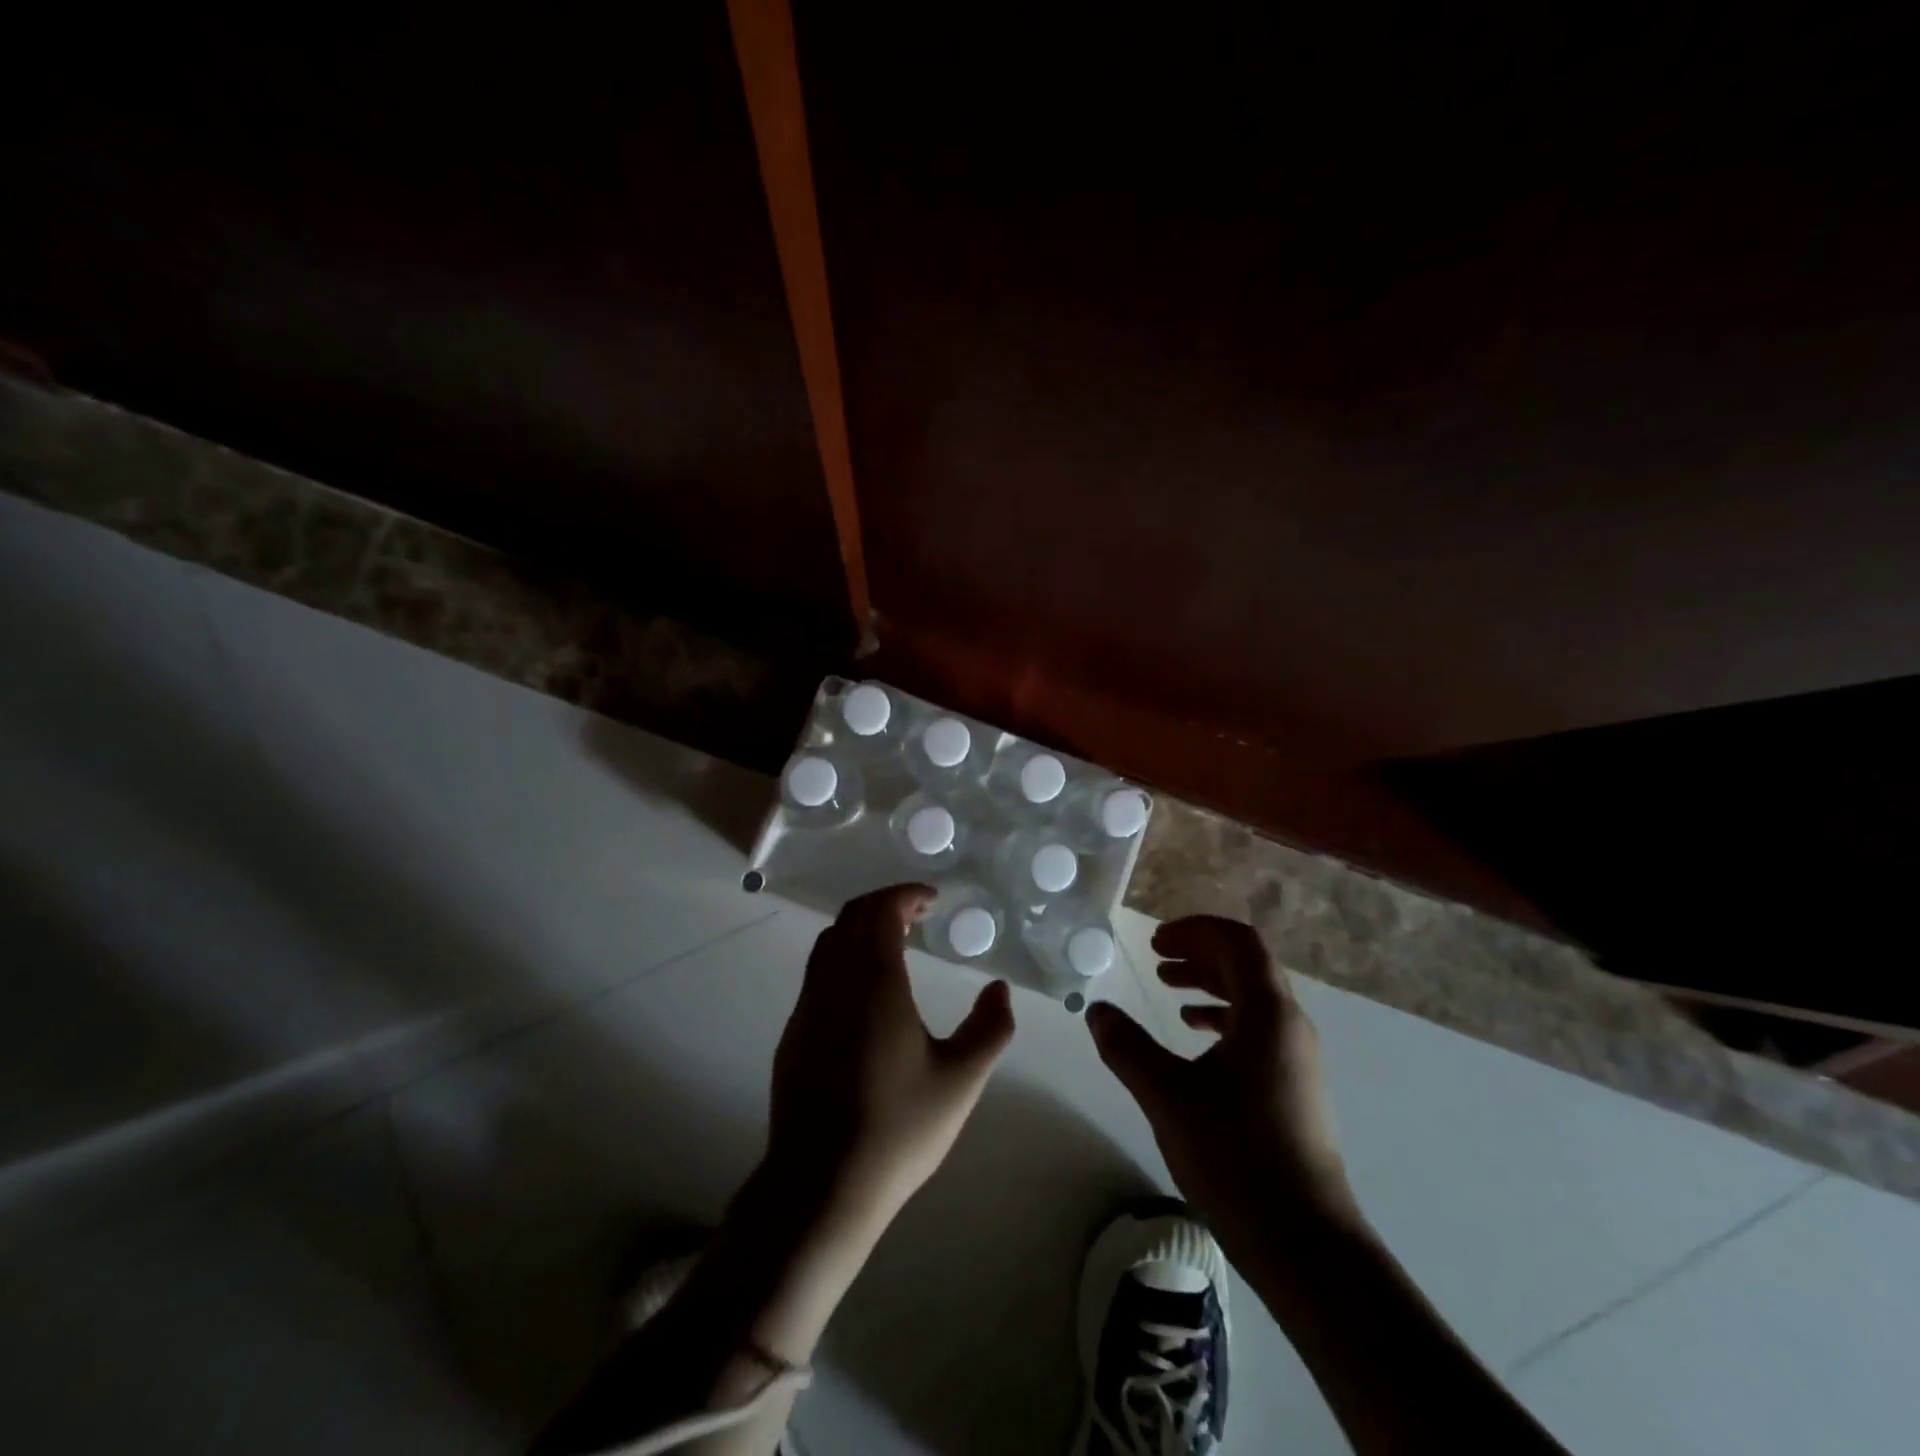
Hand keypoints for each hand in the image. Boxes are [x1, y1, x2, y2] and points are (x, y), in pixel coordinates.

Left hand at [765, 884, 1016, 1234]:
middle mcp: (834, 983)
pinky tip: (865, 994)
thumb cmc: (897, 1128)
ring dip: (860, 930)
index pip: (881, 912)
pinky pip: (817, 975)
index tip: (932, 900)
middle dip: (884, 905)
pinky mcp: (793, 1035)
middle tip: (917, 916)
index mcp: (874, 982)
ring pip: (828, 944)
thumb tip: (998, 989)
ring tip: (893, 946)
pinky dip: (843, 959)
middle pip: (851, 918)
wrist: (819, 1186)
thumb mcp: (961, 1079)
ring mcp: (807, 1008)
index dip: (906, 896)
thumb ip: (990, 1028)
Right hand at [1087, 916, 1356, 1245]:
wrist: (1305, 1244)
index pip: (1239, 942)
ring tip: (1167, 988)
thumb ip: (1127, 1047)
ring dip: (1210, 982)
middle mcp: (1290, 1025)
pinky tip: (1192, 1033)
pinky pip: (1257, 1028)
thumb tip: (1096, 1010)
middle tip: (1155, 957)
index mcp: (1269, 1014)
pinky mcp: (1292, 1086)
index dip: (1196, 930)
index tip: (1155, 940)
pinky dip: (1222, 1016)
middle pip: (1247, 965)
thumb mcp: (1168, 1096)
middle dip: (1199, 952)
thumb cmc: (1236, 1156)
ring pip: (1252, 997)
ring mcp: (1296, 1058)